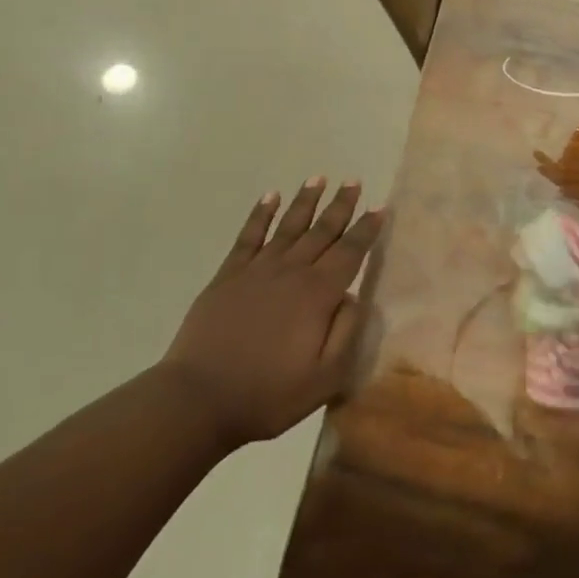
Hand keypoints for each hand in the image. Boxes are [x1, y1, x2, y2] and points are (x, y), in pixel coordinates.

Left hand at [165, 179, 383, 450]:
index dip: (366, 229)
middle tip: (354, 181)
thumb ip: (347, 333)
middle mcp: (291, 271)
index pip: (350, 252)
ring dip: (305, 200)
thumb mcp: (325, 378)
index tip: (380, 207)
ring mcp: (257, 270)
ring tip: (318, 178)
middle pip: (322, 231)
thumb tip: (355, 296)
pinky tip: (269, 197)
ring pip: (288, 226)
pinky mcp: (228, 276)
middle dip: (341, 205)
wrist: (198, 400)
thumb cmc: (268, 394)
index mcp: (318, 294)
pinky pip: (249, 236)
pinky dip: (260, 214)